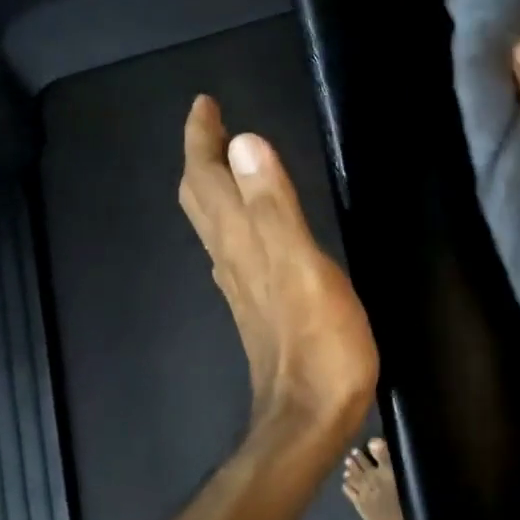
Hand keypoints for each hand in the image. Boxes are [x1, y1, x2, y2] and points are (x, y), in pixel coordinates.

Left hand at [179, 96, 378, 443]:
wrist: (310, 415)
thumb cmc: (319, 342)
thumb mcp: (304, 267)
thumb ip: (275, 206)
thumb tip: (244, 142)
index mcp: (241, 241)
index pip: (206, 177)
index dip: (201, 138)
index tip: (205, 103)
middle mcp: (231, 258)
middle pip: (201, 198)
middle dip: (201, 155)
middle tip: (212, 124)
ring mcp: (243, 284)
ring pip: (214, 223)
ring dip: (214, 185)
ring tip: (228, 161)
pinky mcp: (259, 304)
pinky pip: (233, 247)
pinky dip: (233, 217)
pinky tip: (250, 224)